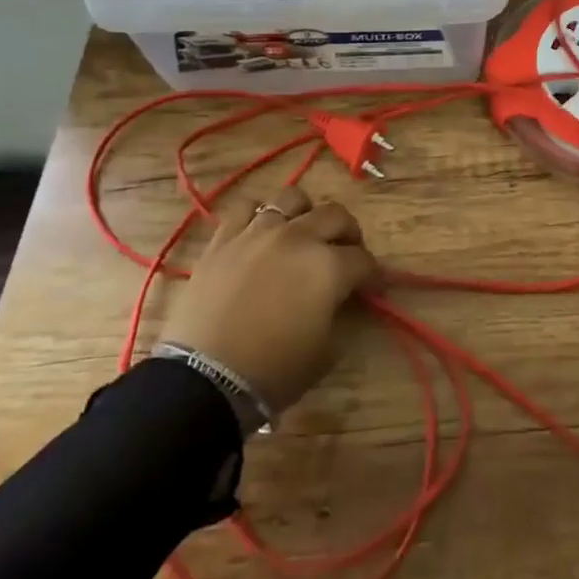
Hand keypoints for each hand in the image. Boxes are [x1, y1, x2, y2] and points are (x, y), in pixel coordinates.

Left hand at [163, 186, 379, 412]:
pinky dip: (258, 216)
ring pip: (291, 198)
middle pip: (335, 215)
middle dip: (348, 233)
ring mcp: (258, 233)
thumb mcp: (325, 351)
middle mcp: (298, 238)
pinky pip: (245, 208)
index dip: (372, 274)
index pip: (364, 260)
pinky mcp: (223, 239)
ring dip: (305, 213)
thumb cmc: (273, 371)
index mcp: (329, 266)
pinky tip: (260, 233)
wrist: (206, 379)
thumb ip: (338, 315)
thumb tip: (337, 301)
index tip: (372, 287)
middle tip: (347, 253)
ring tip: (302, 232)